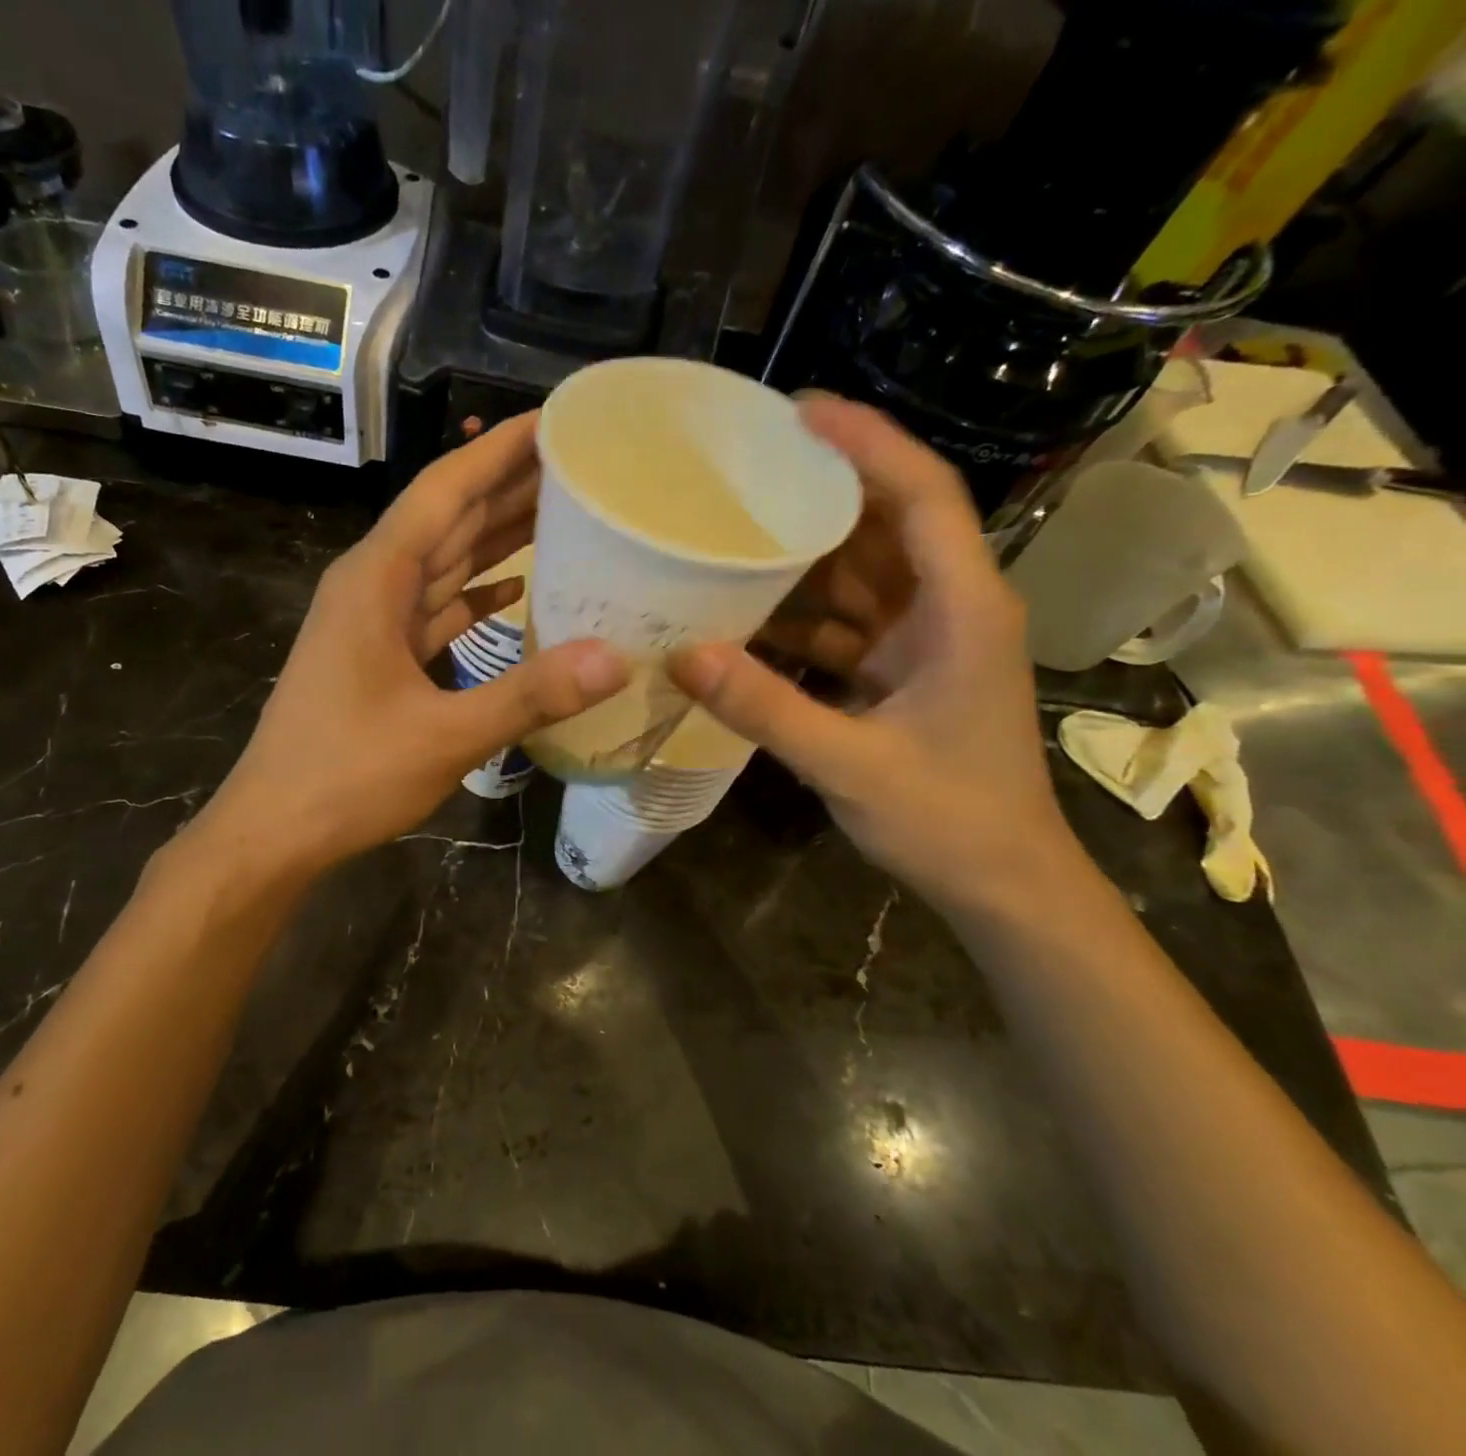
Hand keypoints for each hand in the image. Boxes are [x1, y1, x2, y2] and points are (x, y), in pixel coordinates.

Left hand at [208, 413, 626, 876]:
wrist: (275, 828)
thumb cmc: (347, 775)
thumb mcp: (445, 735)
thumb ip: (529, 694)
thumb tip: (616, 659)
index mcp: (376, 579)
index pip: (444, 491)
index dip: (498, 451)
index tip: (555, 420)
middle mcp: (373, 585)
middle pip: (447, 518)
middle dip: (508, 485)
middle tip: (580, 462)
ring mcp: (373, 622)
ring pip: (443, 562)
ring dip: (495, 537)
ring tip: (561, 510)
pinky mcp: (380, 656)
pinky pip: (435, 609)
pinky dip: (474, 595)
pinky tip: (514, 590)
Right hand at [670, 396, 1076, 913]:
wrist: (1004, 884)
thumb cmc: (951, 821)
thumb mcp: (851, 765)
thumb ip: (766, 709)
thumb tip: (683, 656)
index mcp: (964, 609)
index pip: (922, 496)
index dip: (868, 444)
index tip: (799, 412)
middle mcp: (948, 608)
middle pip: (884, 524)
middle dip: (820, 489)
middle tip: (742, 467)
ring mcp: (924, 640)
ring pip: (858, 573)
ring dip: (799, 556)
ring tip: (727, 531)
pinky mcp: (900, 671)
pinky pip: (843, 623)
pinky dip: (797, 616)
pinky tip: (741, 616)